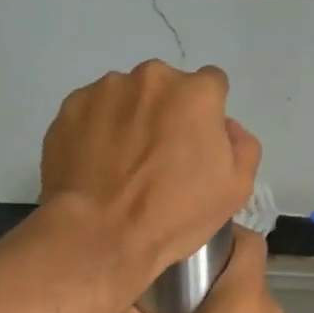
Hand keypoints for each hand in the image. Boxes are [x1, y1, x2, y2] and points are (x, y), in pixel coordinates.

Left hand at [41, 61, 260, 285]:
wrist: (98, 234)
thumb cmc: (173, 214)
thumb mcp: (234, 189)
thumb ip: (243, 145)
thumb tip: (226, 126)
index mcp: (195, 93)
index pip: (211, 85)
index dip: (206, 114)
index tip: (195, 143)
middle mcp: (151, 78)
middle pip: (166, 87)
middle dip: (166, 112)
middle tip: (157, 155)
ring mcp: (105, 89)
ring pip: (126, 96)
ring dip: (129, 117)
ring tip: (121, 162)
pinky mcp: (70, 106)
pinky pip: (92, 111)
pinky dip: (96, 128)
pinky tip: (94, 163)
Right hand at [109, 231, 292, 312]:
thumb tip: (102, 294)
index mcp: (244, 298)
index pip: (248, 241)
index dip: (222, 233)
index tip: (188, 243)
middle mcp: (269, 312)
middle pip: (245, 272)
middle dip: (210, 273)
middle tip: (168, 283)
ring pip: (249, 305)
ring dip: (220, 305)